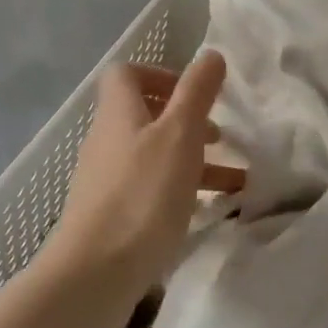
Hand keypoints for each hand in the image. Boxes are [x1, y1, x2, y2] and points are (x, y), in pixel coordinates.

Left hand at [39, 53, 233, 304]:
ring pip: (153, 154)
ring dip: (191, 159)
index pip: (126, 73)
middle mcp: (107, 139)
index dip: (160, 74)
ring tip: (233, 178)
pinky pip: (150, 188)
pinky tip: (208, 209)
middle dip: (185, 121)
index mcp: (118, 112)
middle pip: (143, 114)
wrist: (95, 272)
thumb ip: (196, 93)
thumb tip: (211, 54)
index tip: (194, 94)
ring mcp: (106, 178)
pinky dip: (180, 189)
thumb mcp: (180, 135)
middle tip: (219, 137)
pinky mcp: (111, 214)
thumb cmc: (142, 194)